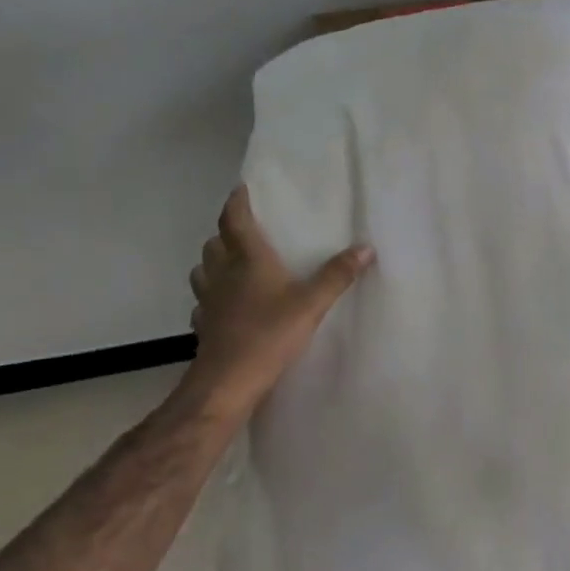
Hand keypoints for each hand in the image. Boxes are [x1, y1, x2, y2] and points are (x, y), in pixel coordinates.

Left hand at [185, 185, 373, 413]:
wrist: (228, 382)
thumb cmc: (269, 334)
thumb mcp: (311, 304)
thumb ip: (337, 275)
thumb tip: (366, 247)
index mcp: (248, 259)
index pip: (234, 220)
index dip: (236, 202)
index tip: (241, 188)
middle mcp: (223, 273)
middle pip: (215, 243)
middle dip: (226, 232)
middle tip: (243, 229)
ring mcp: (209, 300)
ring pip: (202, 270)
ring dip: (213, 261)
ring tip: (230, 263)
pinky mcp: (204, 325)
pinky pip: (203, 301)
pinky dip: (211, 295)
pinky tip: (224, 304)